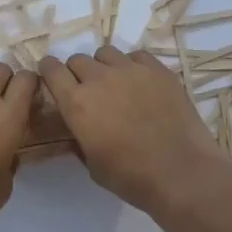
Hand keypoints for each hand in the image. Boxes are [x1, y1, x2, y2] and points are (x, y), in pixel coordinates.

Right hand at [38, 47, 231, 215]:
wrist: (182, 173)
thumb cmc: (131, 177)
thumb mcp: (92, 164)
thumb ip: (80, 138)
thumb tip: (78, 127)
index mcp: (77, 103)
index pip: (51, 69)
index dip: (49, 71)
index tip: (52, 77)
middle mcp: (99, 79)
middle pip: (78, 59)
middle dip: (77, 72)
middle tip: (88, 90)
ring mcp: (131, 70)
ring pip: (106, 53)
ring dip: (104, 66)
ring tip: (115, 84)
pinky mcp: (158, 70)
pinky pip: (136, 56)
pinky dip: (132, 66)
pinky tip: (141, 84)